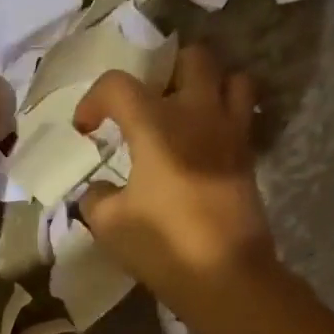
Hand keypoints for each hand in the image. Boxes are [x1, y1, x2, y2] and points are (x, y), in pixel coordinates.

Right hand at [75, 46, 277, 314]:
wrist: (224, 274)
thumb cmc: (161, 244)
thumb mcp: (108, 225)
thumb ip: (95, 198)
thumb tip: (97, 190)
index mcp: (156, 124)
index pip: (118, 85)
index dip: (93, 101)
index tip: (85, 130)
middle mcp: (198, 114)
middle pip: (191, 59)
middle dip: (164, 73)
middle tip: (146, 107)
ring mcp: (230, 133)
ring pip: (231, 78)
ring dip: (206, 87)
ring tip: (184, 114)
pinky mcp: (247, 157)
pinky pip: (241, 115)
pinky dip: (222, 117)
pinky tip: (202, 145)